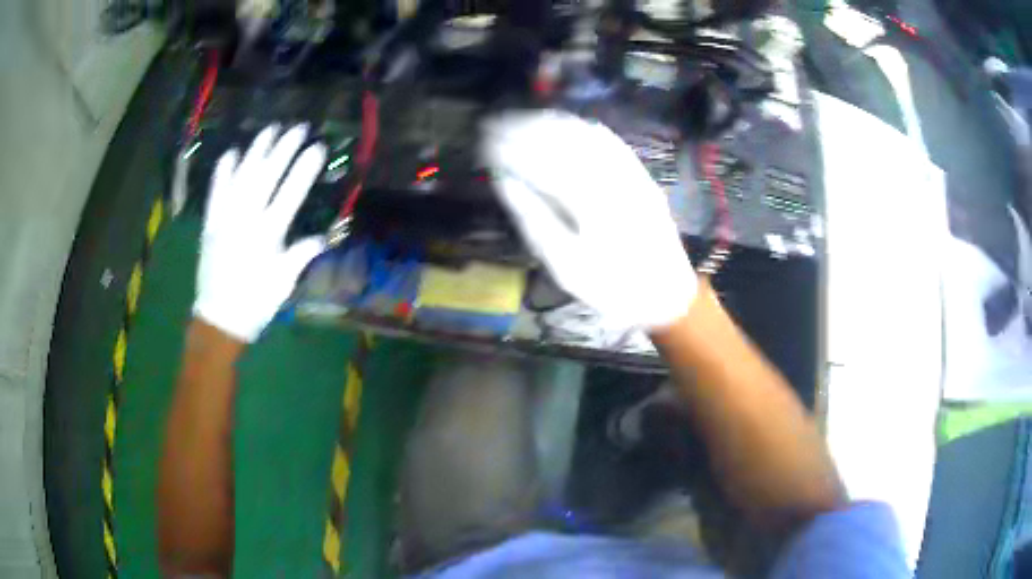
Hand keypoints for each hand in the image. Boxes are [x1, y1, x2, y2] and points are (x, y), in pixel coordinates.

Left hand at [193, 124, 327, 342]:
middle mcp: (245, 219)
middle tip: (297, 128)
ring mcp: (224, 218)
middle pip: (266, 176)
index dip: (304, 168)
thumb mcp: (284, 283)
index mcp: (268, 235)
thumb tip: (322, 237)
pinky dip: (222, 171)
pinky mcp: (210, 223)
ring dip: (255, 151)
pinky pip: (215, 192)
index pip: (290, 192)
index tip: (317, 147)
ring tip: (270, 130)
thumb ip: (301, 255)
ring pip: (241, 177)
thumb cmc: (255, 304)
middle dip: (283, 149)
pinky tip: (231, 153)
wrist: (218, 320)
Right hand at [482, 110, 696, 330]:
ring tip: (520, 120)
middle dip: (524, 128)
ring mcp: (630, 172)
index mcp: (591, 204)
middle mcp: (612, 178)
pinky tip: (563, 124)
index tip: (484, 142)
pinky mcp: (641, 174)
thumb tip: (505, 182)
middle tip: (494, 125)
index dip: (510, 148)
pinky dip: (580, 127)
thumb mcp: (566, 266)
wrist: (666, 293)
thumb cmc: (611, 288)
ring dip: (550, 123)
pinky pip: (609, 140)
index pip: (542, 163)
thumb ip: (534, 220)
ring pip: (585, 134)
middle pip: (563, 140)